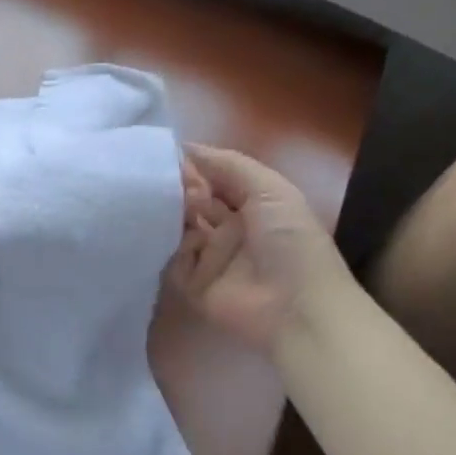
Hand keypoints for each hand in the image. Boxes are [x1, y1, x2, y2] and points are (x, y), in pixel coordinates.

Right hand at [168, 144, 349, 350]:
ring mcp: (210, 258)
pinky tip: (168, 240)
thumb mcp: (269, 189)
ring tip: (161, 209)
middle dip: (177, 191)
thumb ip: (228, 164)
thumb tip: (184, 147)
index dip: (193, 168)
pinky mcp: (194, 286)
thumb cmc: (289, 240)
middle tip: (158, 183)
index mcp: (251, 205)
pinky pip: (171, 262)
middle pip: (192, 204)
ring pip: (177, 230)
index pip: (214, 180)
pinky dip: (167, 250)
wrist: (296, 307)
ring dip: (170, 218)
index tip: (167, 157)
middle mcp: (229, 230)